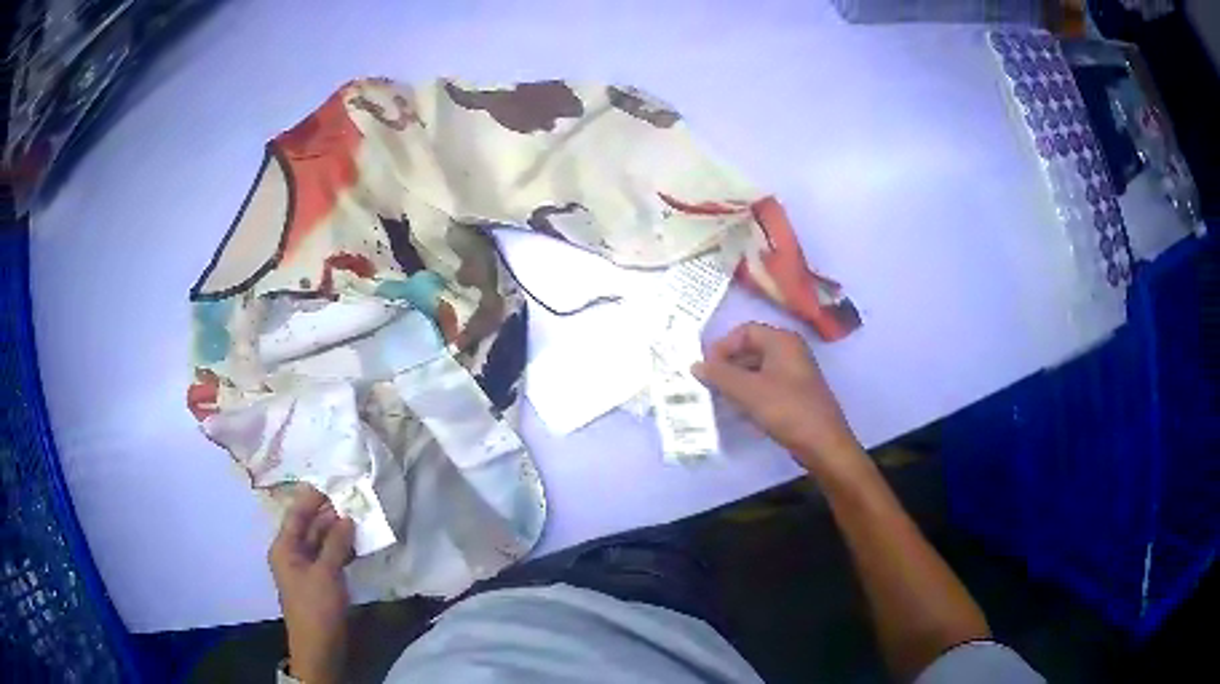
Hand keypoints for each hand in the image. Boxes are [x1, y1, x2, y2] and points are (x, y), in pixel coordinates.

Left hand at [268, 485, 354, 683]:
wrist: (319, 647)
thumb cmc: (316, 607)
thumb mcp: (326, 573)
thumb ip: (336, 543)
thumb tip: (347, 517)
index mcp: (284, 547)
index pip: (297, 514)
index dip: (313, 497)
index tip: (334, 481)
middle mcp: (293, 552)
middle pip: (310, 525)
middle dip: (330, 513)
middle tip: (355, 498)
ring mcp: (307, 567)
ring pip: (322, 541)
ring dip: (339, 531)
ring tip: (361, 516)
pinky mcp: (321, 580)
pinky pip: (330, 556)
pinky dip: (343, 548)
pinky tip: (360, 542)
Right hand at [693, 322, 863, 476]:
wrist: (822, 443)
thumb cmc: (787, 410)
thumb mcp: (748, 391)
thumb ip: (720, 375)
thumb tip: (694, 364)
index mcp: (782, 341)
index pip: (744, 331)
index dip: (722, 346)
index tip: (706, 369)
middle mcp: (790, 351)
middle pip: (750, 349)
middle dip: (727, 365)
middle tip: (708, 385)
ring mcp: (794, 373)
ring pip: (757, 369)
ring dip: (736, 381)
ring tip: (719, 399)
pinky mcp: (795, 394)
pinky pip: (766, 385)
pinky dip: (750, 393)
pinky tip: (739, 411)